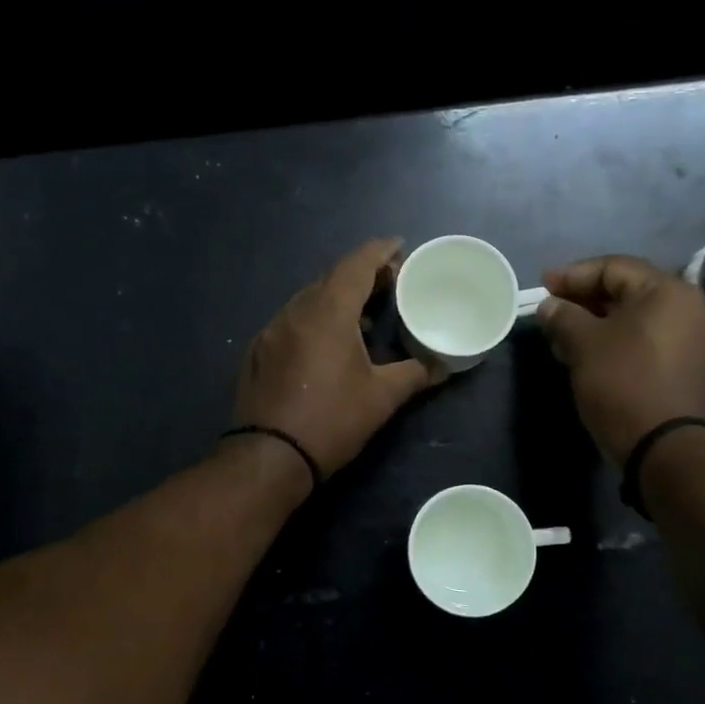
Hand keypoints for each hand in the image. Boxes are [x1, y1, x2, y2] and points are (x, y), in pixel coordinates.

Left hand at [233, 237, 437, 477]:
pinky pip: (292, 319)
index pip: (356, 264)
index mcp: (328, 312)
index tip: (399, 246)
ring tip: (363, 313)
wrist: (269, 457)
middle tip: (389, 283)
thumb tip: (444, 366)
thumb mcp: (382, 398)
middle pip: (331, 277)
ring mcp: (272, 330)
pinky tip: (328, 340)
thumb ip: (415, 374)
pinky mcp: (259, 351)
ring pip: (309, 298)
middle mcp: (296, 310)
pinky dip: (316, 318)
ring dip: (337, 297)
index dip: (379, 251)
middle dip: (361, 273)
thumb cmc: (332, 420)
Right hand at [537, 255, 704, 465]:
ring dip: (598, 323)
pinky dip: (618, 341)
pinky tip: (590, 356)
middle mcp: (689, 307)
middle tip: (551, 311)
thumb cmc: (623, 383)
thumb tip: (549, 306)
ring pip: (636, 318)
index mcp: (667, 291)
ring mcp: (693, 339)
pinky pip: (648, 341)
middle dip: (584, 300)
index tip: (543, 285)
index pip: (613, 267)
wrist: (665, 447)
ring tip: (563, 338)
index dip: (573, 274)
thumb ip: (563, 316)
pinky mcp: (689, 367)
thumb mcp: (584, 345)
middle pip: (628, 291)